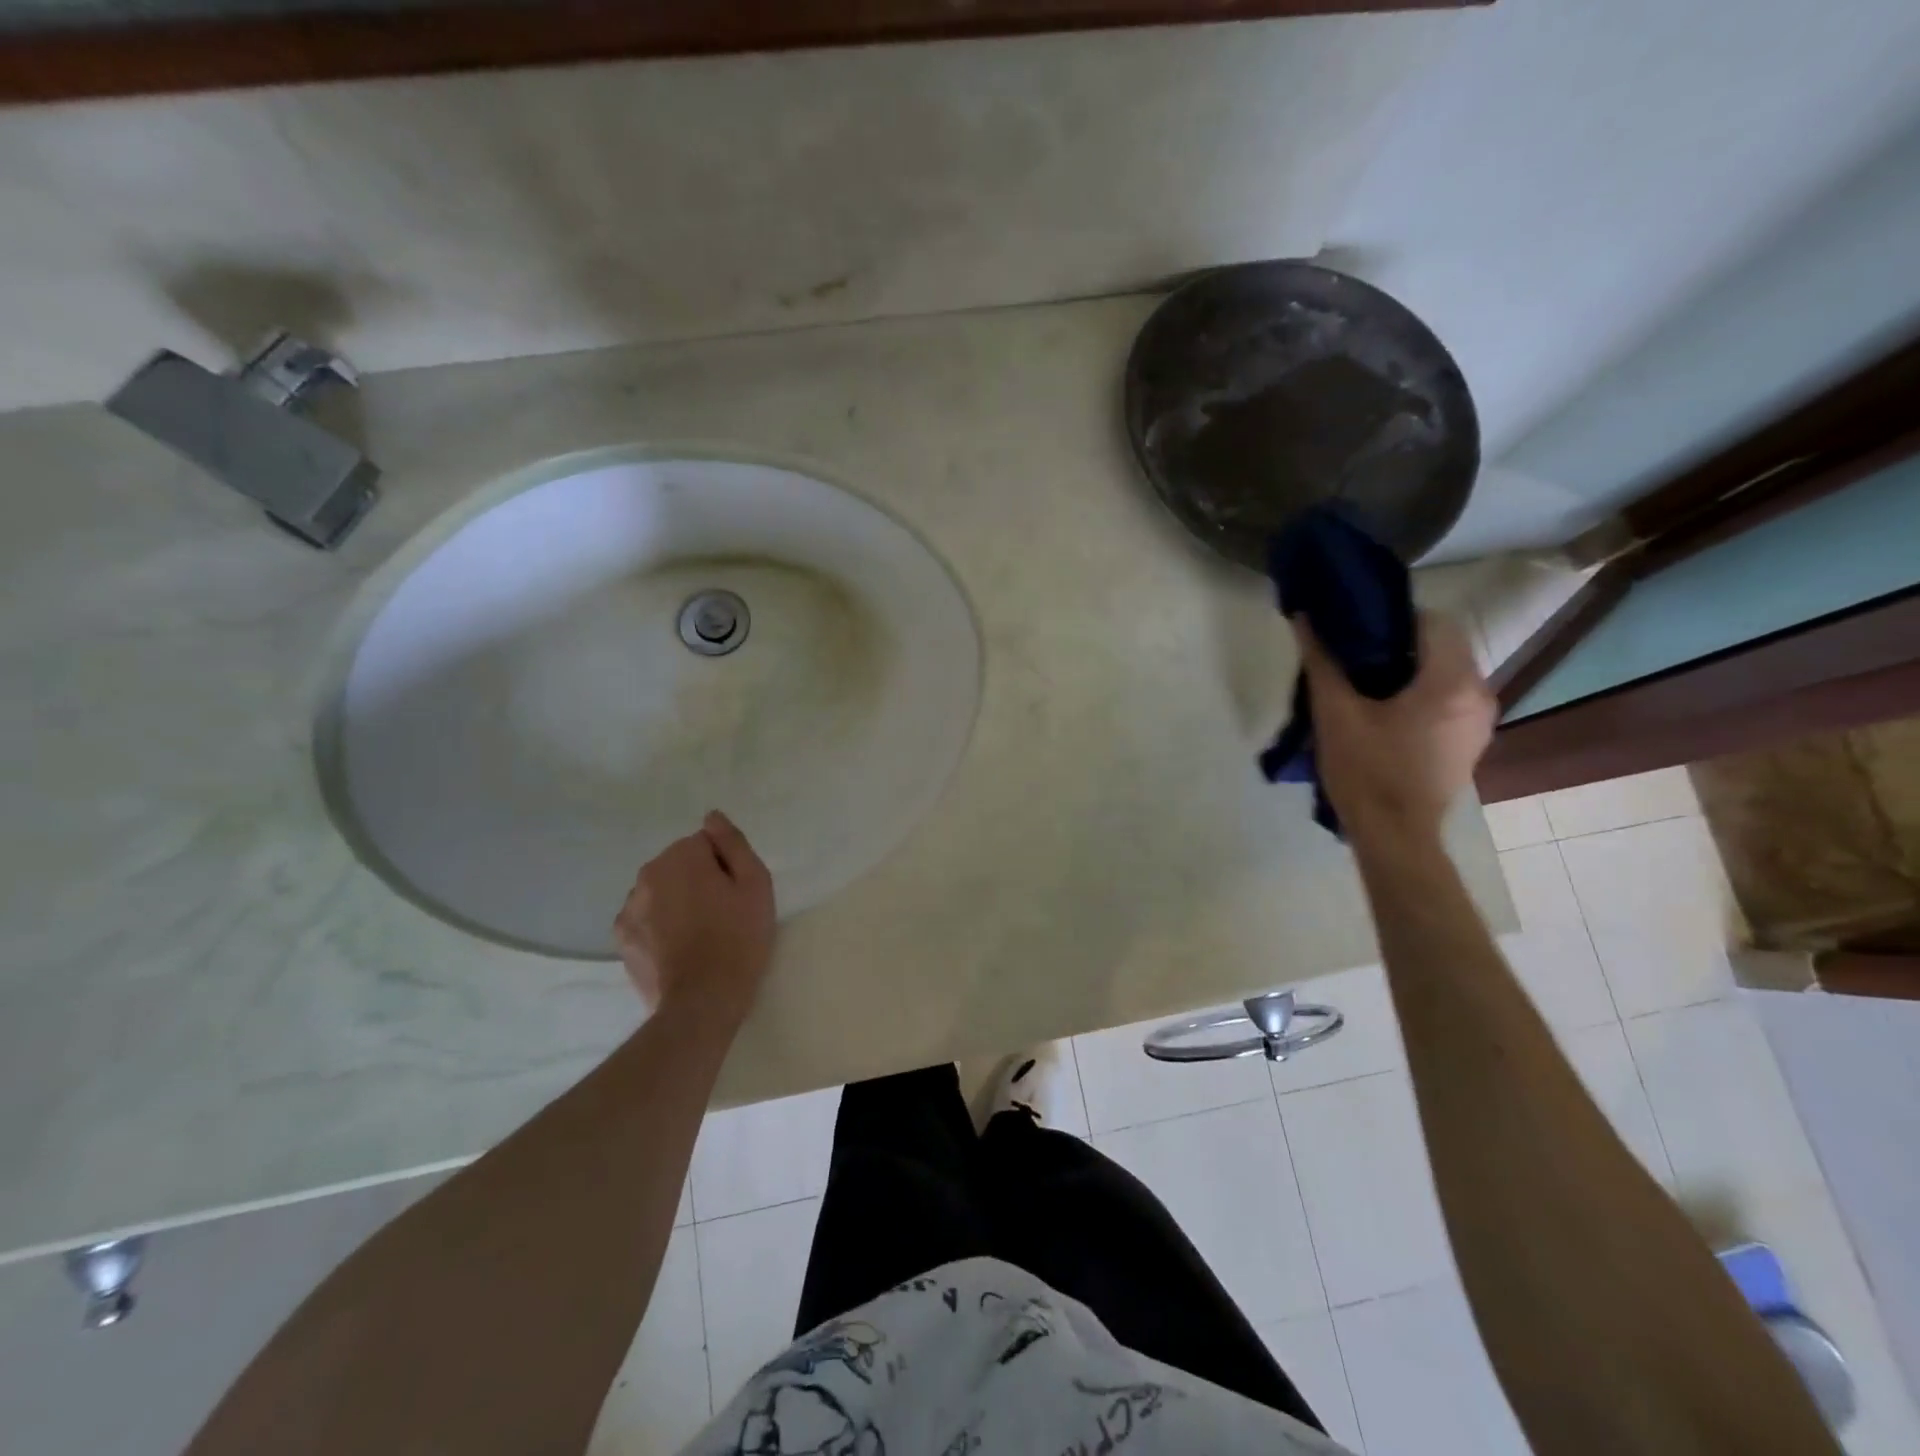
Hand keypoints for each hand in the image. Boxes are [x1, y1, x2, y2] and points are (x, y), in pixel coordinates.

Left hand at [613, 811, 775, 1018]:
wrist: (703, 1001)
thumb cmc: (739, 938)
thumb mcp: (755, 884)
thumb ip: (733, 843)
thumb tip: (712, 817)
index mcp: (680, 856)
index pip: (706, 844)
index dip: (725, 867)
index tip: (736, 895)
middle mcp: (647, 874)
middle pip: (680, 865)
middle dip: (698, 881)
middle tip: (722, 915)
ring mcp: (629, 908)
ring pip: (661, 892)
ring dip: (677, 902)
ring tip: (700, 935)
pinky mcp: (622, 939)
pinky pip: (646, 918)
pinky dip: (659, 926)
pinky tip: (678, 949)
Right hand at [1292, 610, 1495, 844]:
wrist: (1394, 836)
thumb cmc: (1365, 771)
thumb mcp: (1334, 713)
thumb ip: (1322, 662)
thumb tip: (1304, 619)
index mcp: (1451, 681)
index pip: (1433, 620)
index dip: (1393, 617)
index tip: (1357, 630)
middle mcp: (1478, 694)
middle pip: (1444, 646)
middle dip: (1401, 644)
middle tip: (1355, 656)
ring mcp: (1480, 721)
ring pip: (1448, 673)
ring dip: (1412, 670)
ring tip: (1367, 685)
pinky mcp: (1471, 742)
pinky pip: (1450, 699)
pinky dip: (1423, 694)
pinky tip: (1387, 714)